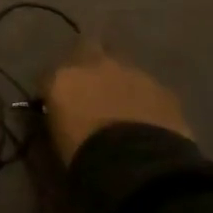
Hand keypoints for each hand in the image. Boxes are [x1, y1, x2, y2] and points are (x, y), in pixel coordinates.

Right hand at [42, 39, 191, 163]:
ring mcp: (132, 72)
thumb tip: (64, 113)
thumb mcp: (58, 136)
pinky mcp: (162, 88)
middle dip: (89, 61)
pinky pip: (148, 87)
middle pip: (88, 47)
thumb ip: (59, 116)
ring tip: (122, 104)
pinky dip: (144, 97)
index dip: (55, 88)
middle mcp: (95, 65)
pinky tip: (146, 117)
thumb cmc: (85, 155)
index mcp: (62, 78)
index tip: (57, 103)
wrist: (137, 165)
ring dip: (119, 80)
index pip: (49, 75)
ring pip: (122, 66)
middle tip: (91, 85)